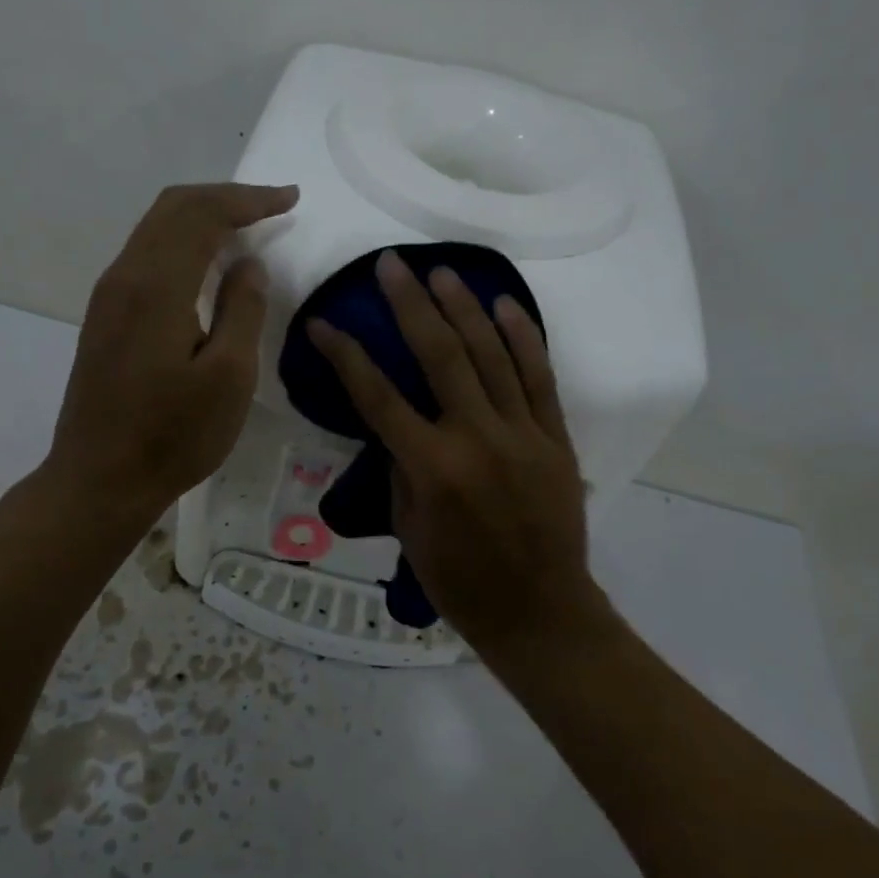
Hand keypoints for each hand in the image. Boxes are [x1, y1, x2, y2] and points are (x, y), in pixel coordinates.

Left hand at [48, 182, 298, 521]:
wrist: (99, 479)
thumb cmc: (172, 435)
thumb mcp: (228, 377)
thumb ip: (243, 310)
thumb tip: (248, 264)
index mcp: (156, 285)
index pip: (203, 214)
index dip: (249, 200)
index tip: (290, 199)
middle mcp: (124, 276)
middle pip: (173, 208)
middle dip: (225, 197)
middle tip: (271, 204)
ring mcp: (108, 296)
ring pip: (155, 228)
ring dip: (201, 216)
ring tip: (245, 224)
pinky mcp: (104, 317)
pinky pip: (146, 254)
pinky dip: (182, 242)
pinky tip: (205, 262)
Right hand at [307, 251, 590, 643]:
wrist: (540, 611)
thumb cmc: (461, 582)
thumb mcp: (409, 529)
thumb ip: (400, 469)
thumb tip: (398, 427)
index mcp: (432, 468)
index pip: (378, 397)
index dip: (346, 356)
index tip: (324, 324)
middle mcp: (477, 438)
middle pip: (440, 356)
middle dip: (411, 305)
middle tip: (392, 265)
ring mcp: (522, 433)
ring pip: (491, 355)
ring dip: (464, 308)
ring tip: (441, 272)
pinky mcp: (554, 437)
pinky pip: (539, 377)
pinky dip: (522, 338)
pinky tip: (505, 305)